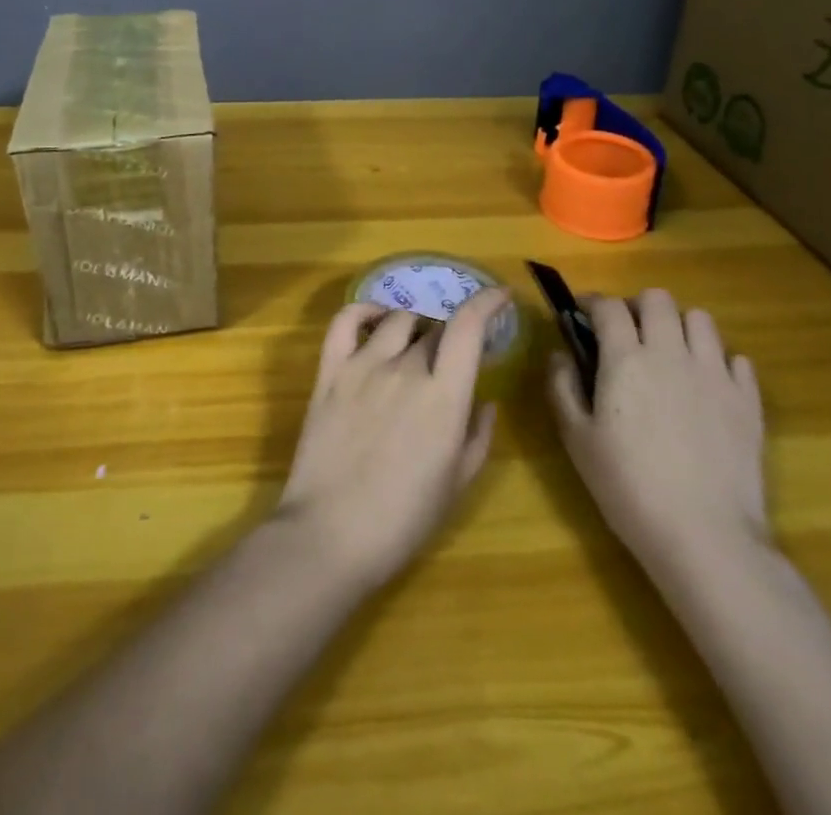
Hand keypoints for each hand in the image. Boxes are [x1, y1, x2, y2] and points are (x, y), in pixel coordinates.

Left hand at [276, 288, 505, 592]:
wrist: (331, 534)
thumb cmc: (403, 519)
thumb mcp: (457, 483)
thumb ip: (477, 436)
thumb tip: (485, 402)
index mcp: (443, 396)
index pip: (468, 327)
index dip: (487, 303)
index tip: (500, 296)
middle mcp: (405, 368)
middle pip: (435, 328)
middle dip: (450, 336)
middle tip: (451, 358)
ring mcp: (363, 366)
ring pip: (397, 321)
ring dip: (416, 327)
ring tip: (416, 345)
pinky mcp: (330, 372)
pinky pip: (345, 322)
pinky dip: (363, 311)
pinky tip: (375, 318)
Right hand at [547, 289, 768, 586]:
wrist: (705, 536)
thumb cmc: (628, 487)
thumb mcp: (577, 439)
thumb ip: (562, 387)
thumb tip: (559, 353)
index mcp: (626, 358)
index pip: (609, 306)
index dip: (593, 303)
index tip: (583, 314)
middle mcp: (671, 353)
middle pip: (658, 299)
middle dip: (638, 306)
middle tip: (628, 333)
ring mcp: (715, 374)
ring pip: (701, 319)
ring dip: (680, 326)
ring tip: (670, 353)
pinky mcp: (748, 400)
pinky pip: (737, 359)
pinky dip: (719, 362)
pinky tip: (707, 385)